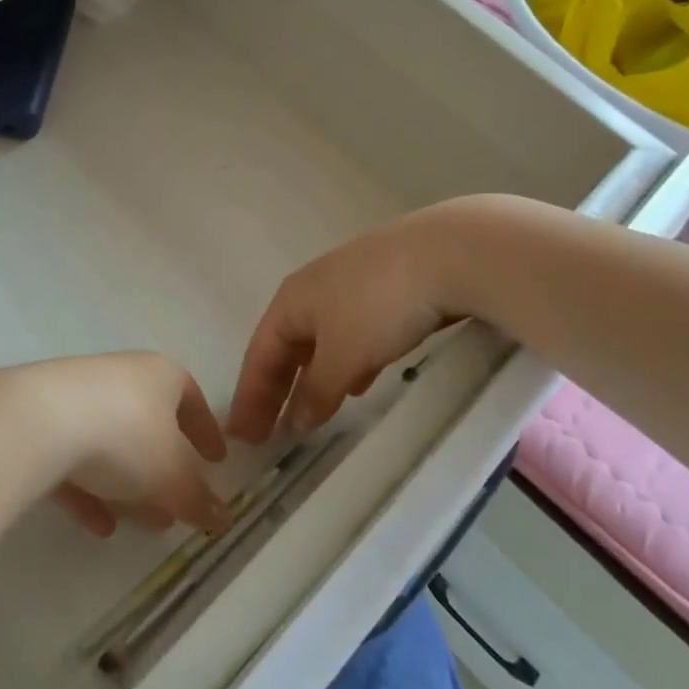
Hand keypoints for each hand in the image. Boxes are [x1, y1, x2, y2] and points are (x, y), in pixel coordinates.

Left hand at [13, 352, 231, 538]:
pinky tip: (98, 525)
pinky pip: (75, 457)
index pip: (192, 399)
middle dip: (166, 466)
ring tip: (145, 523)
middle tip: (178, 502)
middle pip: (150, 422)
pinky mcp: (42, 419)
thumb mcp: (172, 475)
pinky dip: (90, 488)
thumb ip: (198, 498)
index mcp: (160, 375)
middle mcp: (121, 376)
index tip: (217, 461)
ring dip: (129, 482)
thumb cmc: (126, 436)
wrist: (38, 421)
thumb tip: (222, 518)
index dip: (207, 432)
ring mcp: (78, 395)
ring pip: (112, 442)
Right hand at [229, 203, 472, 441]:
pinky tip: (357, 382)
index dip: (249, 397)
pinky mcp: (383, 291)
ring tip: (309, 414)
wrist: (446, 253)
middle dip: (276, 390)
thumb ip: (316, 391)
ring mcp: (348, 287)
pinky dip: (344, 365)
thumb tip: (296, 421)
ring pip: (319, 343)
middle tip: (269, 431)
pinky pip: (350, 336)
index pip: (259, 355)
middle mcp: (312, 290)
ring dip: (311, 379)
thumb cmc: (378, 305)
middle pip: (285, 347)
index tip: (242, 435)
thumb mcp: (343, 356)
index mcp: (290, 301)